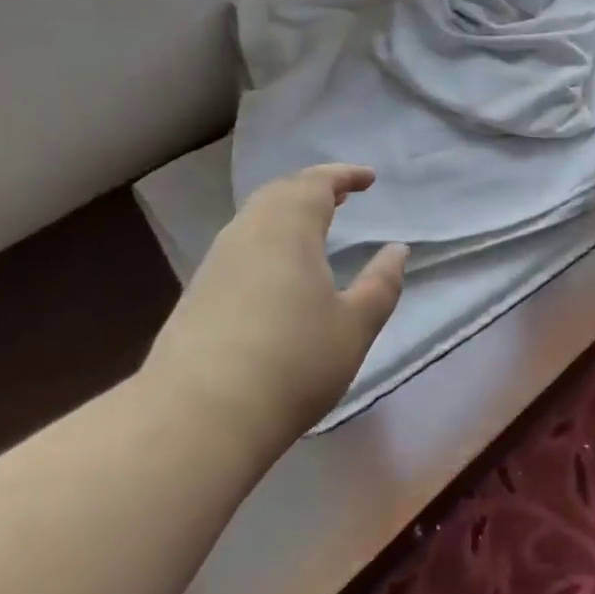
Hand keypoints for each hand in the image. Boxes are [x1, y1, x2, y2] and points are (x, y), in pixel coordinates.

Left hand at [143, 165, 407, 444]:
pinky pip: (240, 245)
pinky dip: (268, 238)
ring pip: (254, 219)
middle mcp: (247, 234)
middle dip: (313, 187)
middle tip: (341, 195)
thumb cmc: (293, 363)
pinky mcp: (197, 294)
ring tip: (314, 225)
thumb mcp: (354, 326)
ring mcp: (216, 264)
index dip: (344, 176)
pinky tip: (277, 268)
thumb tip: (397, 250)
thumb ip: (381, 284)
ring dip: (287, 212)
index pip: (316, 184)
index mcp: (288, 230)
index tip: (369, 179)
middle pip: (279, 193)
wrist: (198, 417)